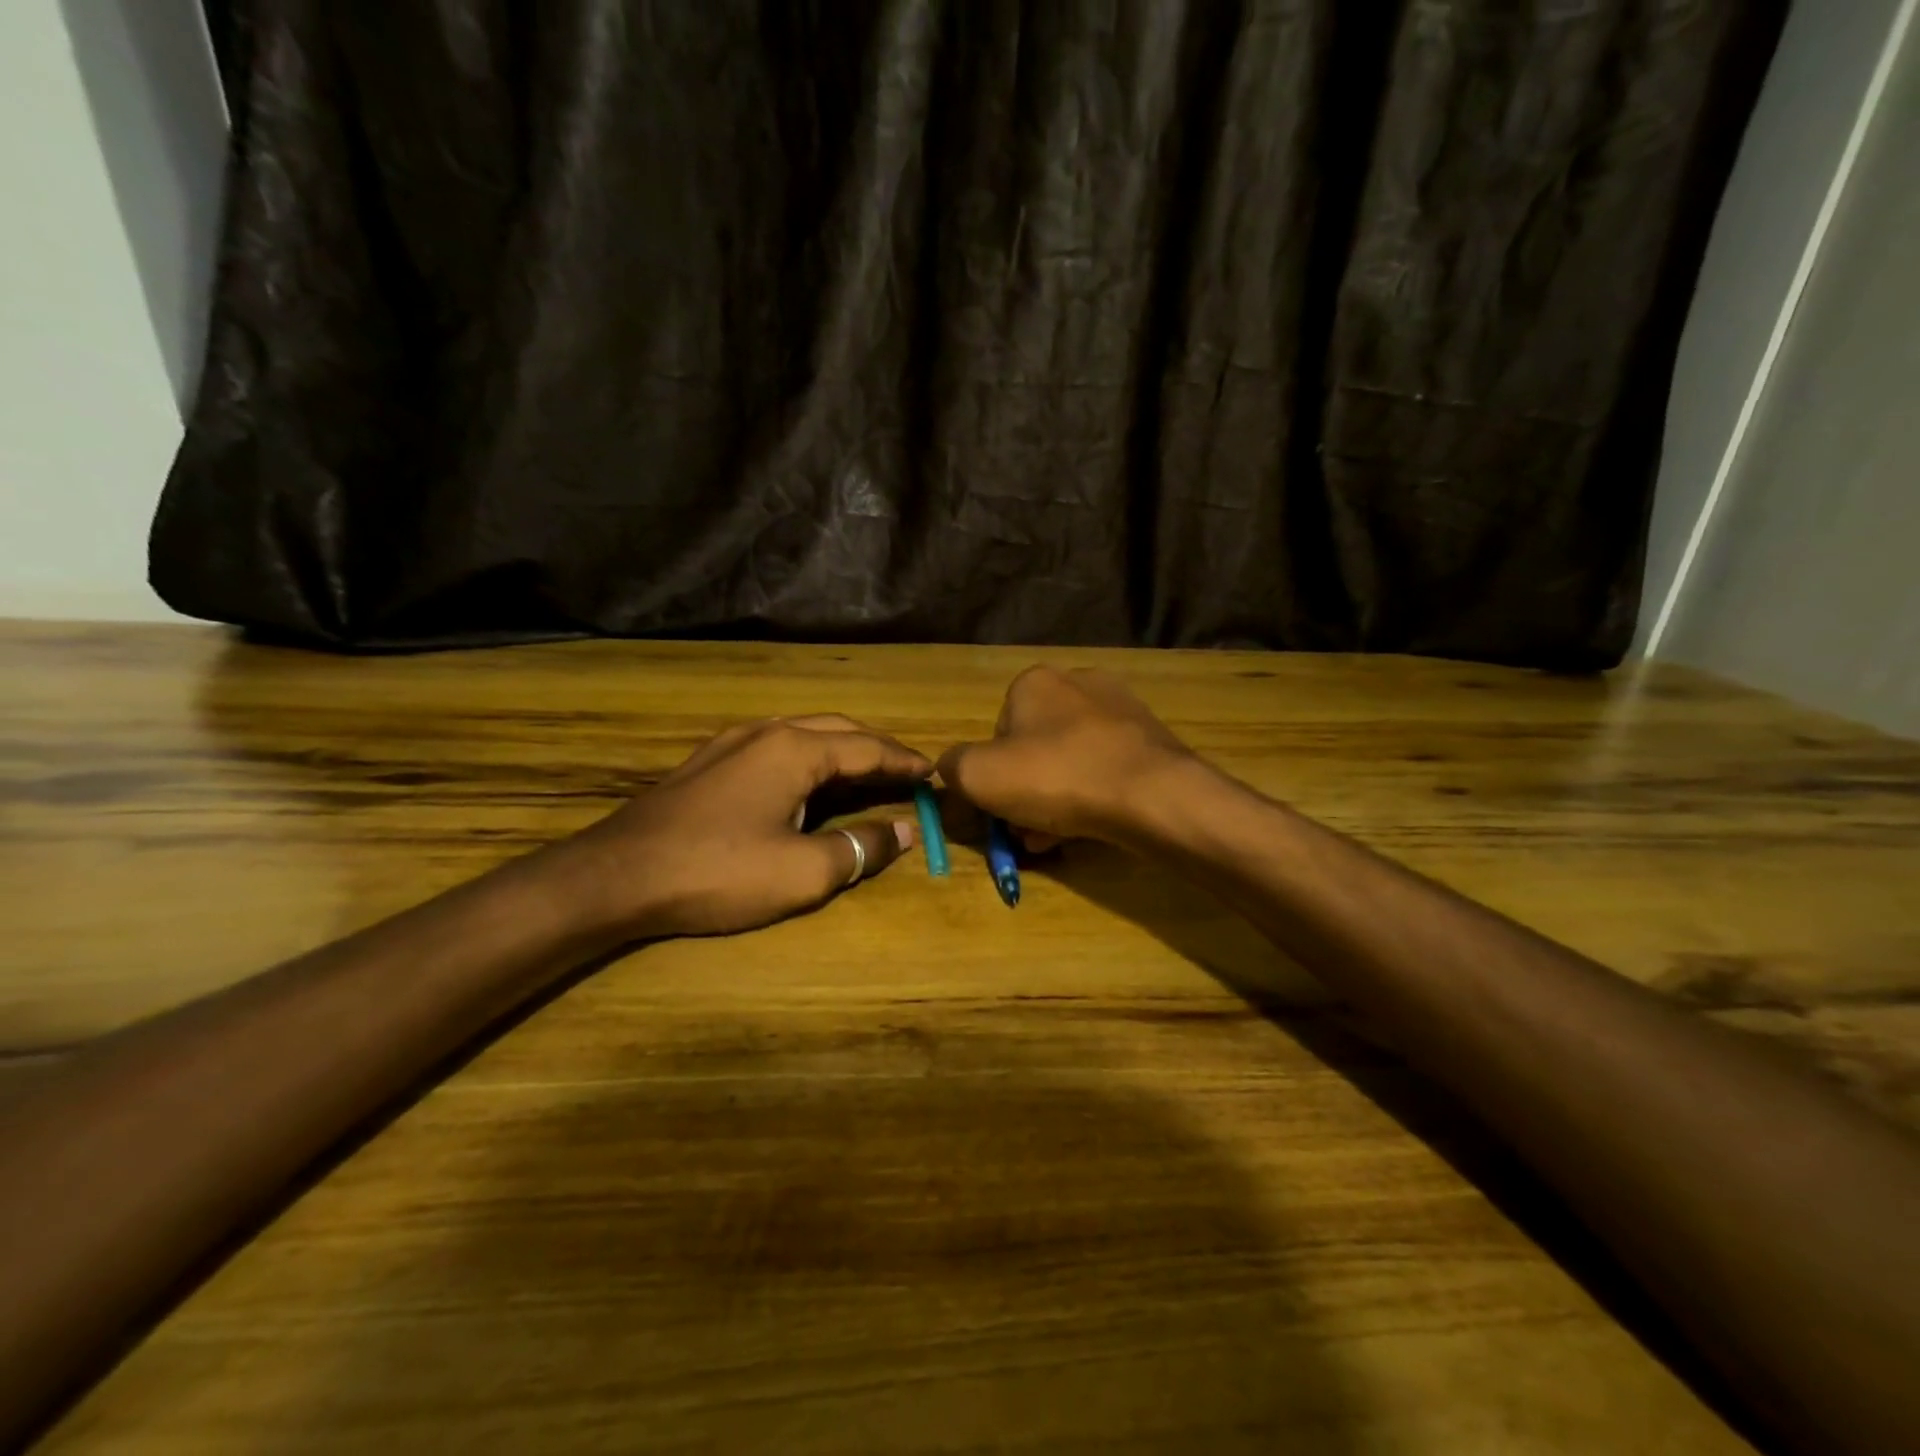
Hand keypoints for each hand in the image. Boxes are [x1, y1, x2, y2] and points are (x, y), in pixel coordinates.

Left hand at [561, 714, 929, 938]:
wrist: (616, 876)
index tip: (935, 772)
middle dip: (878, 749)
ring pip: (804, 734)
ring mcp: (732, 742)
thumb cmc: (718, 871)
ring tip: (867, 775)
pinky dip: (809, 759)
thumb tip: (905, 830)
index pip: (868, 748)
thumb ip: (861, 847)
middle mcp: (767, 731)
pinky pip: (776, 747)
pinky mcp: (709, 761)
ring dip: (842, 751)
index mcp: (795, 749)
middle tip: (907, 772)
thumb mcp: (803, 872)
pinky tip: (808, 782)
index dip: (905, 761)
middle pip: (839, 730)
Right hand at [937, 666, 1197, 844]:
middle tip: (1025, 828)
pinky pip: (1104, 769)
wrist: (1151, 794)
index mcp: (1033, 682)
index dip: (992, 774)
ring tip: (1053, 837)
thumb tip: (951, 768)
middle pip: (1034, 748)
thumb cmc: (1056, 776)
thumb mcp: (978, 776)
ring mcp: (1120, 709)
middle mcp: (1078, 683)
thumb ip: (952, 767)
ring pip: (1069, 761)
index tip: (999, 808)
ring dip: (1054, 799)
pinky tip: (1086, 828)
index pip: (996, 731)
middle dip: (1024, 791)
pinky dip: (1089, 796)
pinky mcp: (1149, 739)